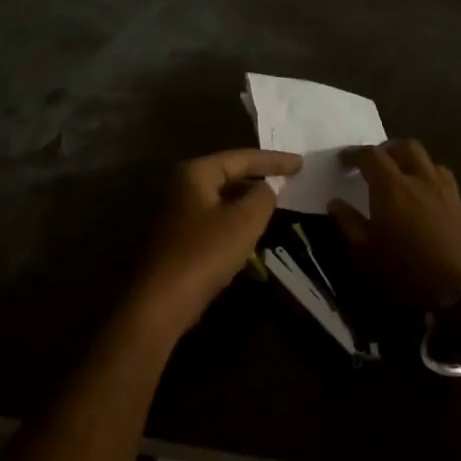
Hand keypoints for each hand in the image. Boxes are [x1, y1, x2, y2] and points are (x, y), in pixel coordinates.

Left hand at [118, 148, 302, 342]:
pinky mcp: (173, 236)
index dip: (273, 160)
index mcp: (193, 173)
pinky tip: (248, 231)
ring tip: (273, 203)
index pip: (240, 158)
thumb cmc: (204, 254)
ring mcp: (172, 211)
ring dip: (245, 201)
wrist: (160, 301)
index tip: (301, 163)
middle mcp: (178, 185)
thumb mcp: (244, 222)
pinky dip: (231, 219)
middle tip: (289, 179)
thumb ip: (262, 197)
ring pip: (218, 198)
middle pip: (226, 174)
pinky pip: (210, 218)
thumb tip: (265, 189)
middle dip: (257, 178)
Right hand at [329, 140, 460, 310]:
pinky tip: (430, 207)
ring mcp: (449, 193)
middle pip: (407, 147)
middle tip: (376, 164)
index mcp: (392, 186)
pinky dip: (434, 189)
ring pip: (432, 163)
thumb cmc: (408, 271)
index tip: (343, 161)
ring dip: (415, 165)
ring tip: (404, 181)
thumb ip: (348, 223)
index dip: (354, 154)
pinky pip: (448, 188)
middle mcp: (422, 180)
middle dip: (388, 150)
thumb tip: (336, 203)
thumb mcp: (365, 253)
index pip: (371, 155)